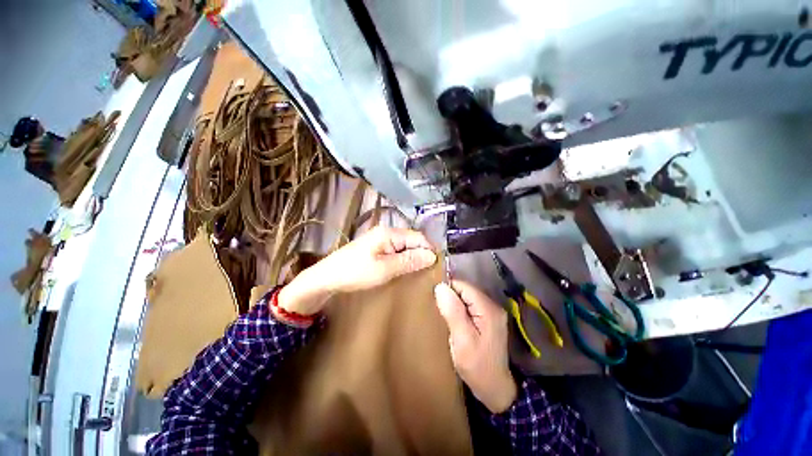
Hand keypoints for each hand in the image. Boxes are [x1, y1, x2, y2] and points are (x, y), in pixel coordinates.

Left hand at [278, 227, 436, 315]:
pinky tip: (404, 268)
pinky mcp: (376, 246)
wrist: (327, 277)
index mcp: (389, 233)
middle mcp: (386, 231)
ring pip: (404, 245)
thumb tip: (432, 256)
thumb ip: (409, 261)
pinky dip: (403, 258)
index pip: (418, 237)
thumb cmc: (355, 273)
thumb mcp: (385, 269)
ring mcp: (380, 238)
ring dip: (412, 257)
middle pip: (412, 240)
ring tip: (419, 272)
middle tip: (428, 272)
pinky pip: (396, 249)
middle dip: (421, 254)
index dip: (429, 250)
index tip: (436, 267)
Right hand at [434, 280, 516, 413]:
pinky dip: (461, 309)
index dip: (448, 291)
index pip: (463, 286)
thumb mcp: (462, 340)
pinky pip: (471, 305)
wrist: (495, 388)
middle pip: (466, 290)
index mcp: (488, 309)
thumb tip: (440, 287)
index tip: (437, 304)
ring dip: (455, 303)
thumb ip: (453, 312)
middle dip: (451, 297)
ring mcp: (492, 312)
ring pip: (467, 297)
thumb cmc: (477, 366)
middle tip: (441, 313)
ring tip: (446, 317)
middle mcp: (493, 306)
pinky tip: (455, 321)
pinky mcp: (489, 318)